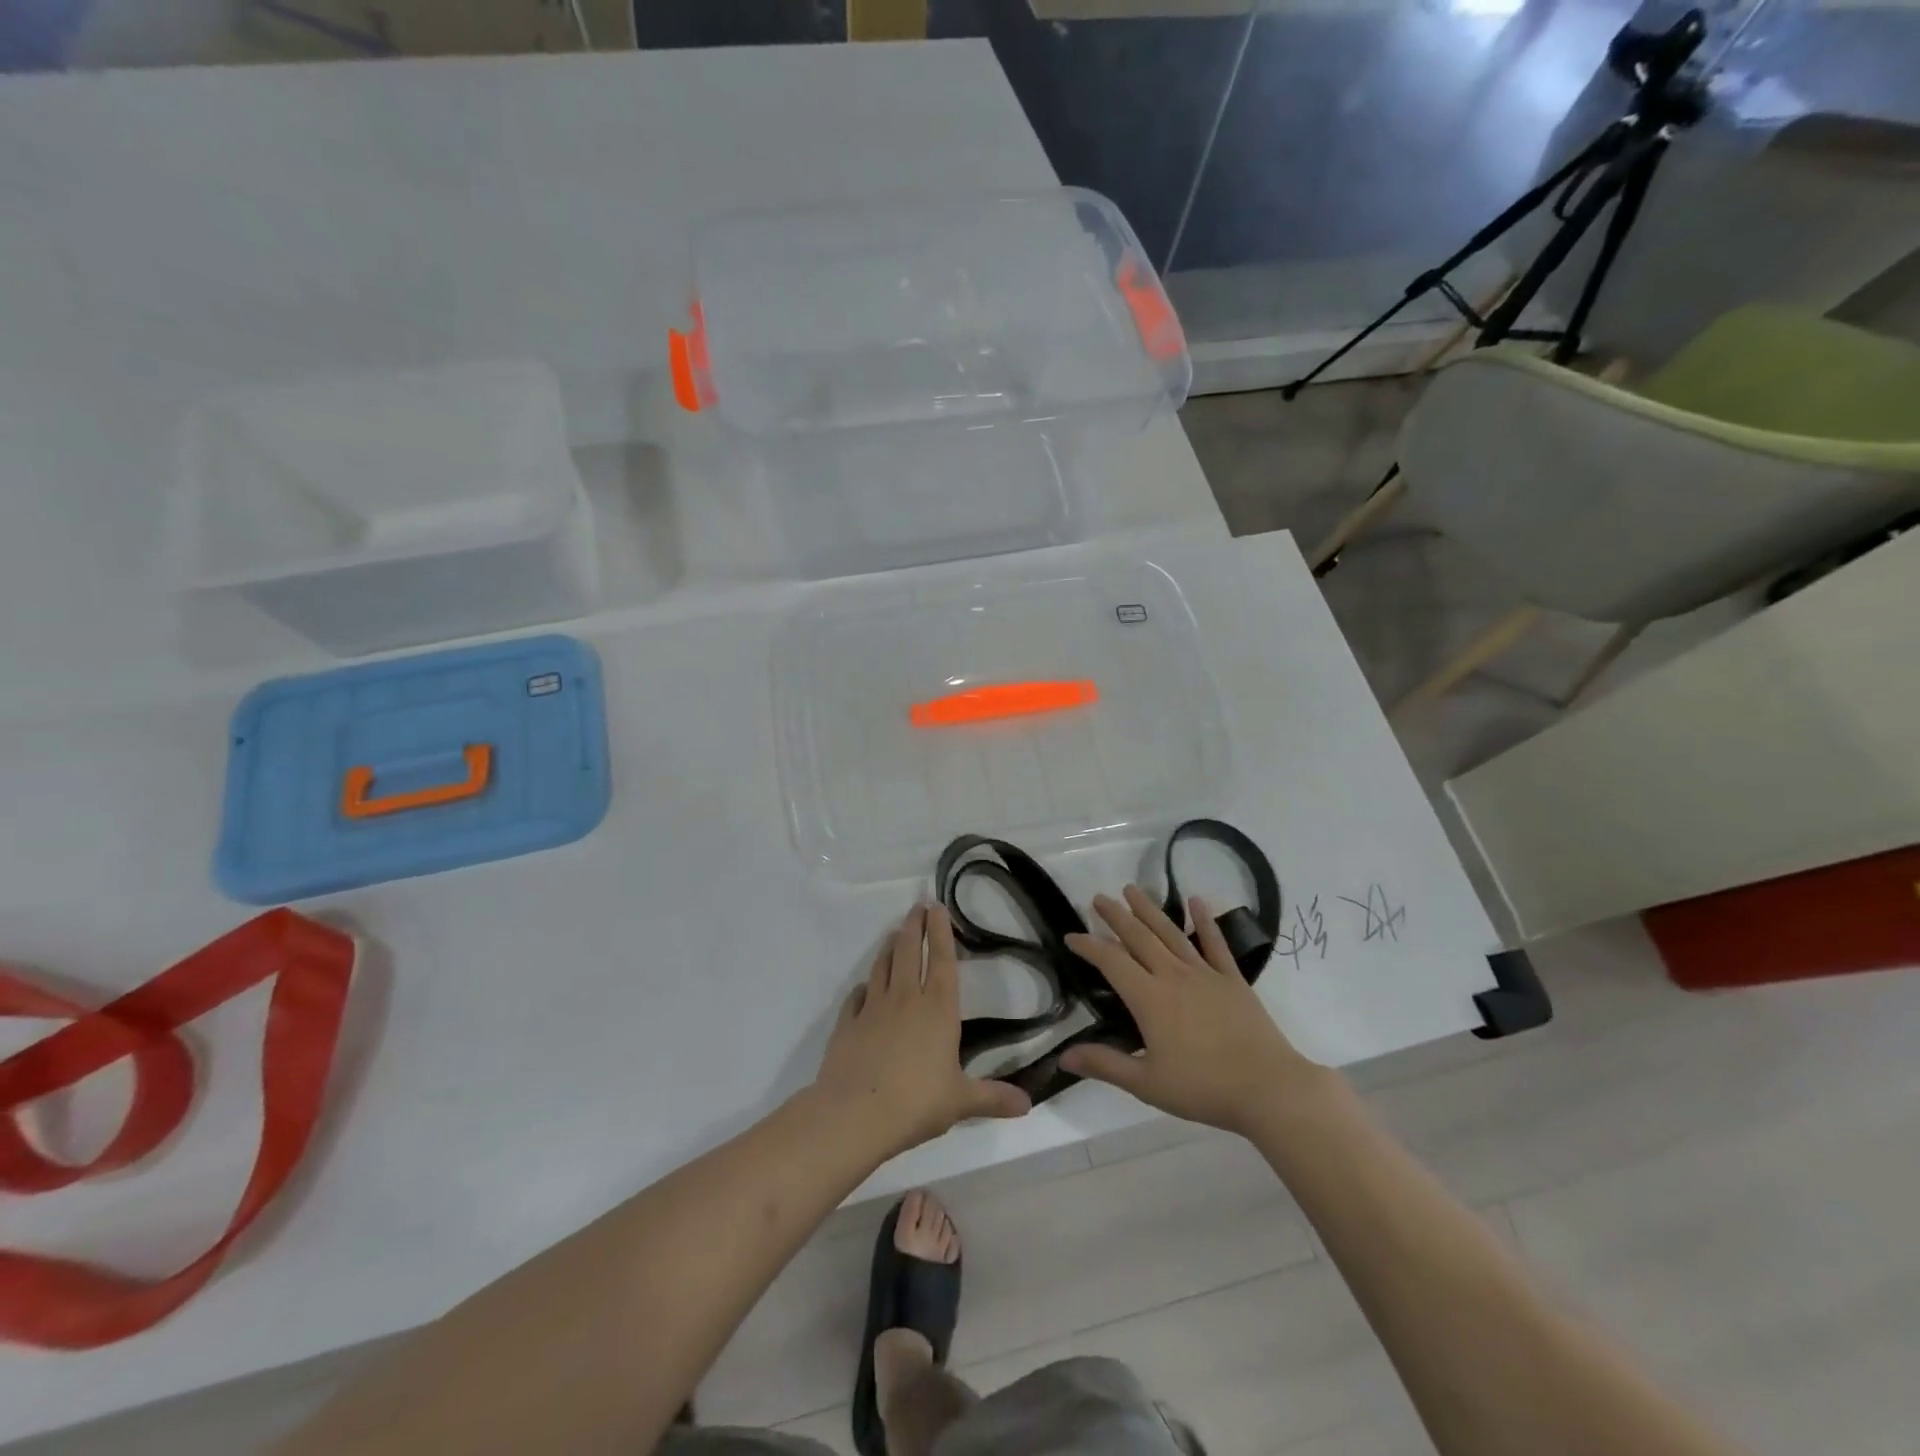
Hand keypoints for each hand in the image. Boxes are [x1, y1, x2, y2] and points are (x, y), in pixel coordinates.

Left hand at [812, 904, 1030, 1158]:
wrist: (854, 1115)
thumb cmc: (916, 1102)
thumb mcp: (961, 1102)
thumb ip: (993, 1098)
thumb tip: (1028, 1105)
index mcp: (937, 1009)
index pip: (941, 959)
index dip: (941, 931)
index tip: (937, 906)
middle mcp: (905, 999)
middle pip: (909, 951)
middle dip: (914, 926)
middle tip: (916, 907)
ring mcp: (872, 1008)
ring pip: (882, 966)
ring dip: (889, 947)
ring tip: (894, 934)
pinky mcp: (847, 1024)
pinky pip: (856, 997)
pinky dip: (862, 987)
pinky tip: (864, 987)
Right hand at [1061, 886, 1329, 1135]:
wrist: (1269, 1088)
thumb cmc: (1203, 1088)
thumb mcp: (1147, 1083)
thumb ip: (1105, 1064)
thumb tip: (1063, 1056)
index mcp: (1149, 998)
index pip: (1111, 961)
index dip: (1089, 945)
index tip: (1070, 935)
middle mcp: (1173, 976)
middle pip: (1139, 937)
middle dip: (1116, 916)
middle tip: (1098, 898)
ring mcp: (1205, 974)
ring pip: (1171, 933)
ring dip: (1149, 910)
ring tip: (1133, 890)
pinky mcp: (1232, 980)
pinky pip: (1215, 944)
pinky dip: (1205, 921)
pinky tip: (1196, 901)